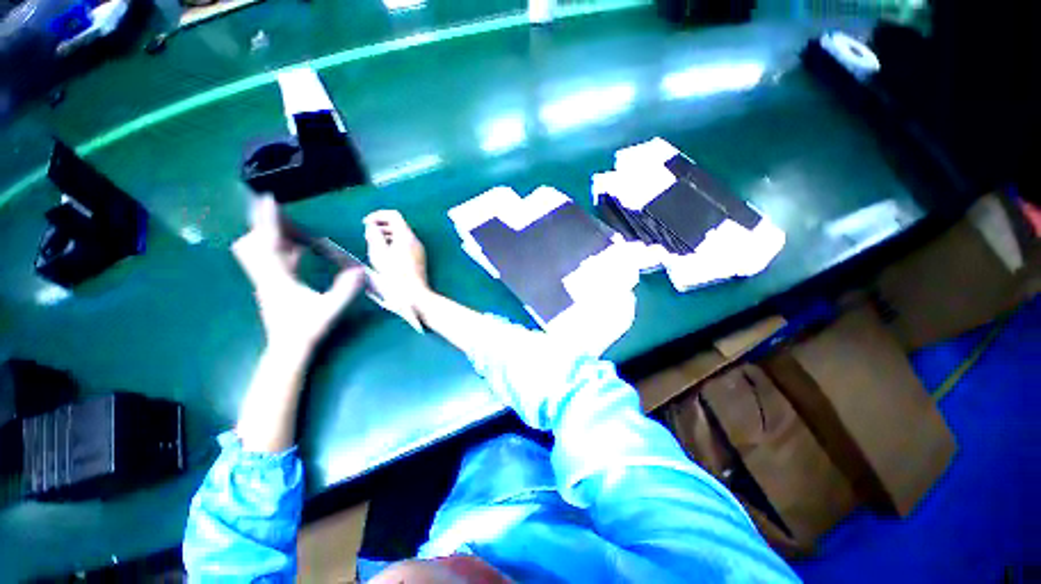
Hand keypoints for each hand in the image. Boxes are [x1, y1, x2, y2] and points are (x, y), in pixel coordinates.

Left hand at [233, 197, 363, 355]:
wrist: (288, 348)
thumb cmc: (307, 329)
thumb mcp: (330, 309)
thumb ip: (345, 290)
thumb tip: (360, 271)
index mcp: (278, 278)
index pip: (268, 243)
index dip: (268, 220)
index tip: (268, 199)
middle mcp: (267, 276)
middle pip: (253, 244)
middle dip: (263, 225)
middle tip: (277, 211)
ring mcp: (268, 281)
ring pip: (258, 251)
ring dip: (269, 235)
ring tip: (287, 225)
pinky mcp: (272, 286)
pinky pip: (271, 260)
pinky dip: (279, 249)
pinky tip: (297, 248)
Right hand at [363, 210, 429, 303]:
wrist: (414, 294)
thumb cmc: (395, 276)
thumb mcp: (379, 255)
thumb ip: (374, 237)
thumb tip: (371, 226)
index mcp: (406, 236)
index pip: (393, 215)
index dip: (377, 215)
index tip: (365, 223)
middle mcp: (415, 240)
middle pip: (398, 224)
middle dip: (381, 225)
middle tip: (368, 234)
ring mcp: (419, 250)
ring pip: (402, 235)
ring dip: (386, 235)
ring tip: (373, 244)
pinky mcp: (419, 258)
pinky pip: (406, 245)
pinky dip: (394, 244)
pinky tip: (385, 255)